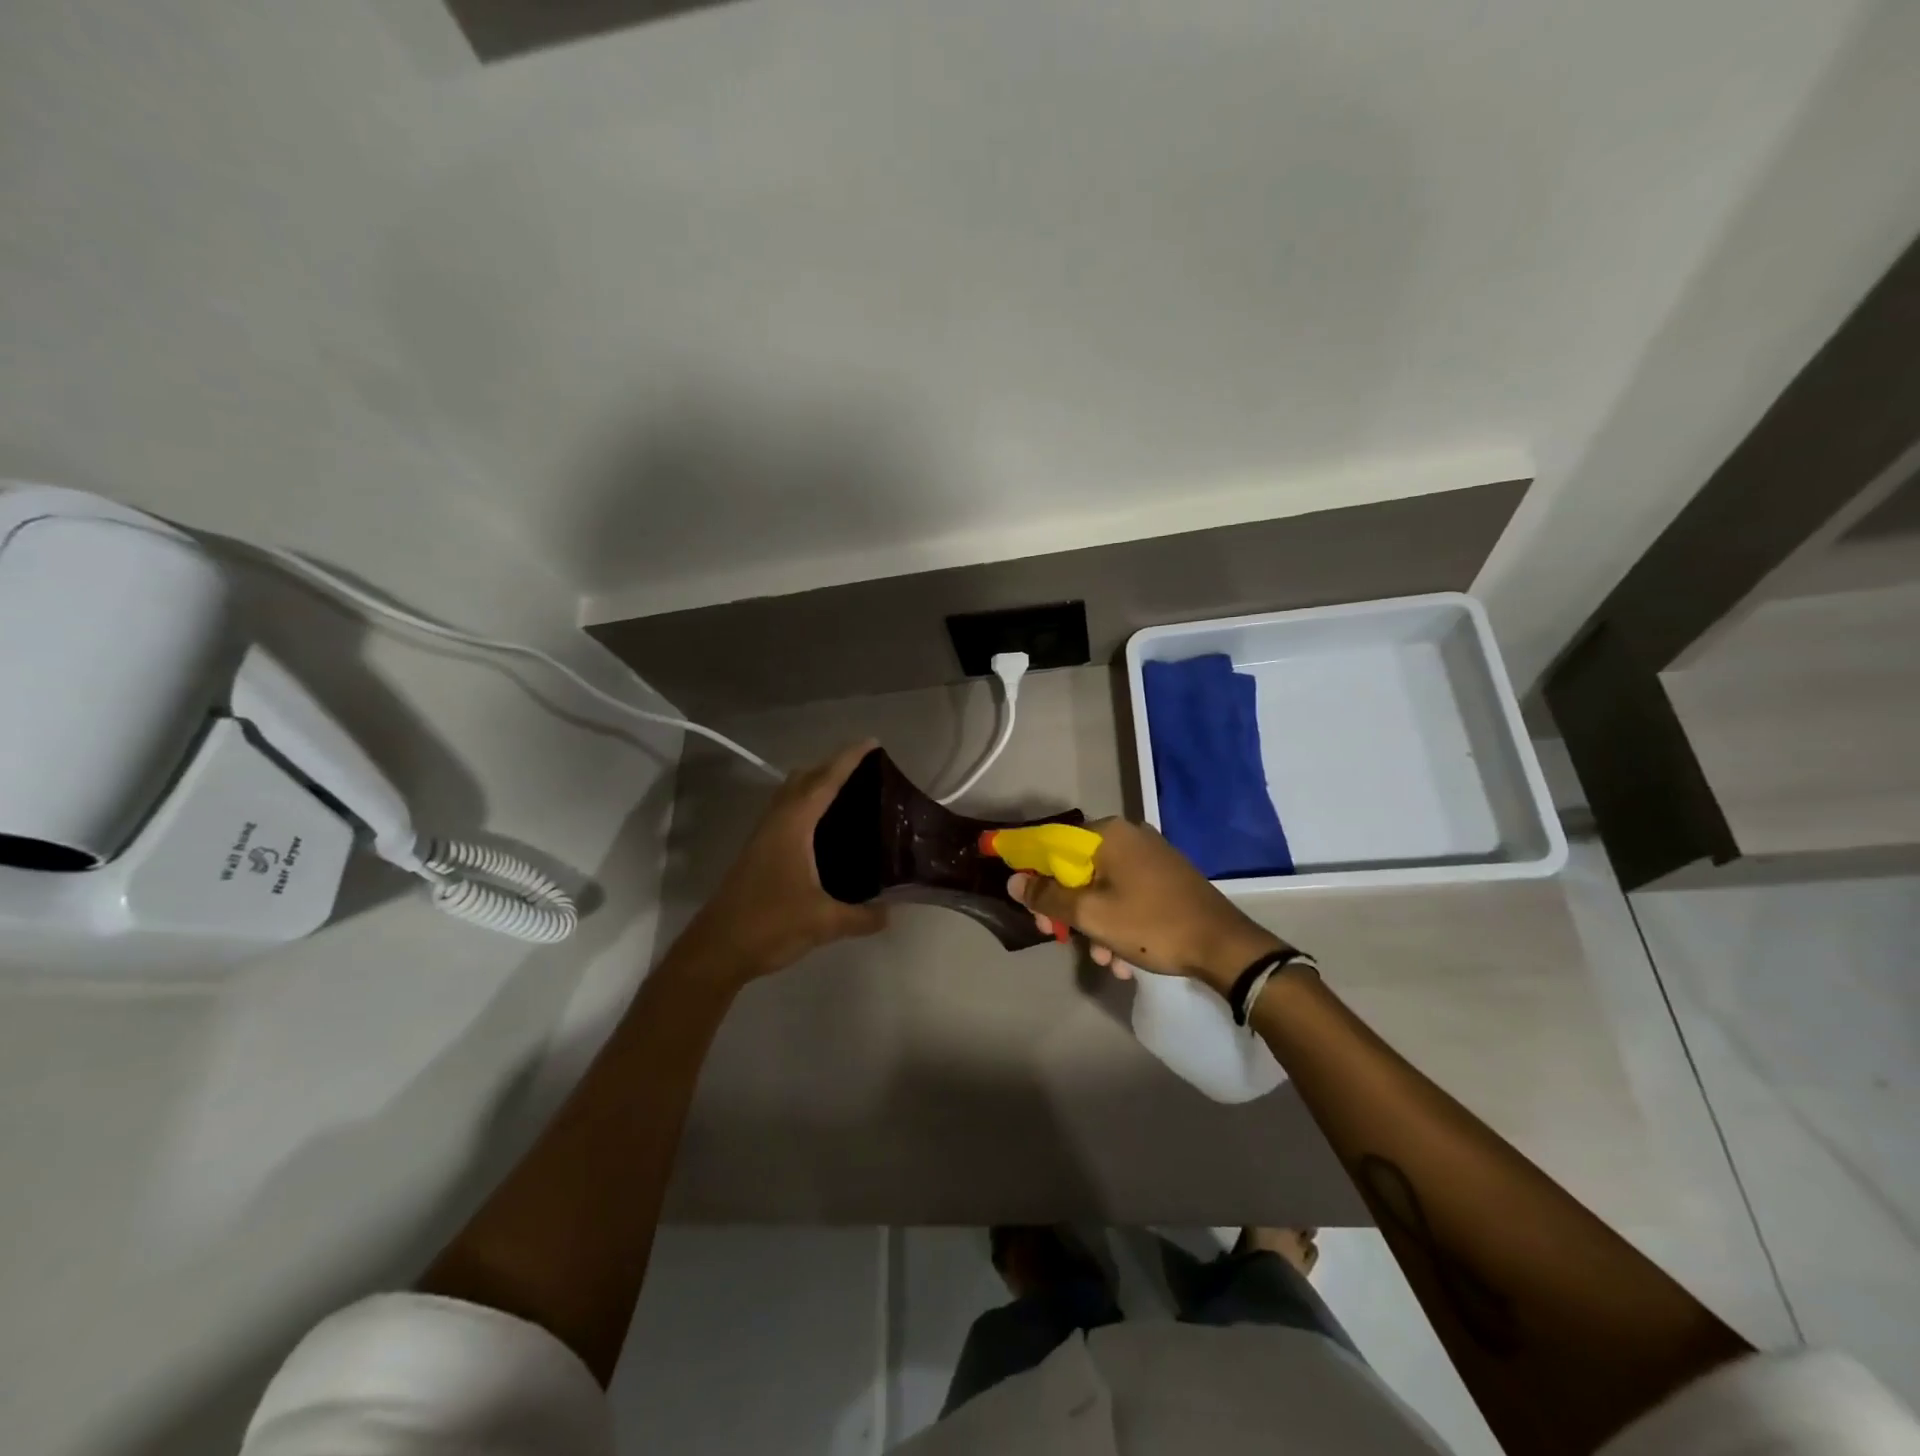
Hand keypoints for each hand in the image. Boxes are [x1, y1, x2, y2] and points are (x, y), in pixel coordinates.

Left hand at [684, 740, 889, 981]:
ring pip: (791, 795)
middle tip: (866, 774)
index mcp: (793, 826)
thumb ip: (862, 916)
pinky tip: (824, 832)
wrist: (717, 949)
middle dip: (832, 767)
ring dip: (816, 786)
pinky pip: (786, 814)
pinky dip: (807, 807)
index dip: (849, 760)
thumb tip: (891, 913)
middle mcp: (776, 822)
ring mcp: (763, 837)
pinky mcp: (758, 853)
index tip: (872, 743)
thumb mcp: (824, 922)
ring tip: (850, 797)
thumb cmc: (770, 925)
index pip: (825, 781)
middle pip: (804, 779)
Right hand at [1007, 818, 1284, 992]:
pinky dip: (1118, 924)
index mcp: (1108, 834)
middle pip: (1077, 869)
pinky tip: (1124, 959)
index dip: (1033, 874)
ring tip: (1104, 961)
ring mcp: (1150, 856)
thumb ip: (1047, 897)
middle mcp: (1129, 836)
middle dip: (1067, 909)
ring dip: (1094, 925)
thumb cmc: (1151, 925)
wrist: (1224, 947)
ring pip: (1102, 888)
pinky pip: (1126, 895)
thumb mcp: (1091, 915)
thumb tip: (1014, 881)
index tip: (1031, 909)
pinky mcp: (1166, 877)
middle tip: (1060, 938)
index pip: (1052, 843)